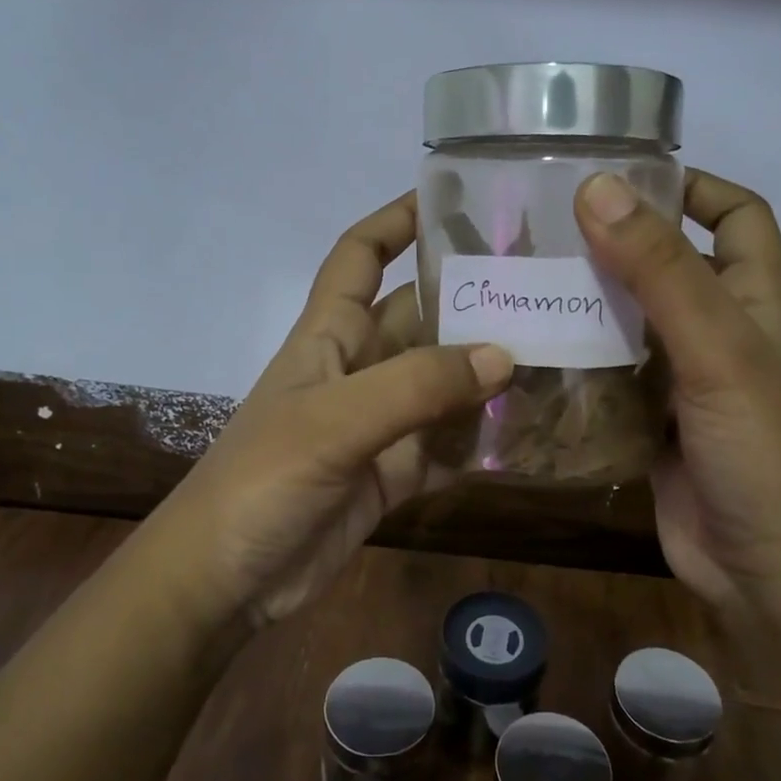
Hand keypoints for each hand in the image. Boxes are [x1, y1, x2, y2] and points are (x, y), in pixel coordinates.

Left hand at [156, 193, 512, 627]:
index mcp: (328, 336)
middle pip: (418, 317)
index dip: (396, 220)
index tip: (452, 199)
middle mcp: (357, 370)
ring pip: (441, 382)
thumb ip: (416, 386)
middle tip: (542, 284)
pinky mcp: (394, 474)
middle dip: (469, 298)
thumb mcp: (334, 422)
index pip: (359, 256)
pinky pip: (447, 444)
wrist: (225, 581)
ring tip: (555, 351)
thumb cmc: (262, 481)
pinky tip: (530, 431)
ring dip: (486, 372)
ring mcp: (378, 424)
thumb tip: (504, 355)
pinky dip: (481, 438)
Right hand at [576, 169, 780, 684]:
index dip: (695, 188)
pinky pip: (606, 376)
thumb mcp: (718, 351)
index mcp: (754, 302)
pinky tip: (526, 348)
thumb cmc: (761, 454)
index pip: (738, 218)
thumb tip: (599, 186)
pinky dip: (574, 360)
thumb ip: (660, 271)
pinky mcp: (646, 423)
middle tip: (540, 226)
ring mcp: (681, 382)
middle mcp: (719, 333)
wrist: (765, 579)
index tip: (626, 176)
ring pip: (629, 322)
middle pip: (668, 265)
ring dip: (585, 302)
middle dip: (615, 242)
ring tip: (518, 278)